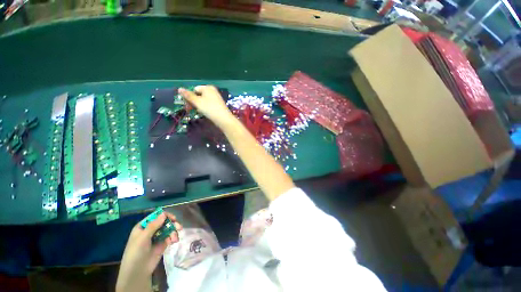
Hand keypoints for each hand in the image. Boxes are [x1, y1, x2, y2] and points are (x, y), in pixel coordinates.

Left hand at [116, 212, 181, 291]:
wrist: (138, 271)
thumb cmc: (136, 252)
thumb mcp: (143, 238)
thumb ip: (154, 225)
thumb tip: (164, 213)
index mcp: (144, 226)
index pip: (156, 216)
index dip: (165, 215)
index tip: (173, 218)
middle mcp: (151, 230)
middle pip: (164, 222)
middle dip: (172, 224)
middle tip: (179, 227)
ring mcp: (157, 236)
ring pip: (169, 229)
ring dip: (174, 231)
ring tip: (175, 238)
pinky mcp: (163, 243)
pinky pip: (170, 236)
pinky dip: (173, 237)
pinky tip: (174, 242)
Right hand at [178, 86, 235, 127]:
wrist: (224, 119)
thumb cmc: (210, 109)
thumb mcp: (197, 102)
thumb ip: (188, 95)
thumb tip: (179, 88)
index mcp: (208, 87)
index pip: (195, 89)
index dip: (191, 97)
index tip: (189, 105)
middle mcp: (213, 91)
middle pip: (199, 95)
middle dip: (195, 102)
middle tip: (193, 109)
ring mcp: (217, 98)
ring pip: (204, 100)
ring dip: (200, 106)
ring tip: (201, 112)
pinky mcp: (219, 105)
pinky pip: (209, 104)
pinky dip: (206, 108)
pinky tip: (207, 113)